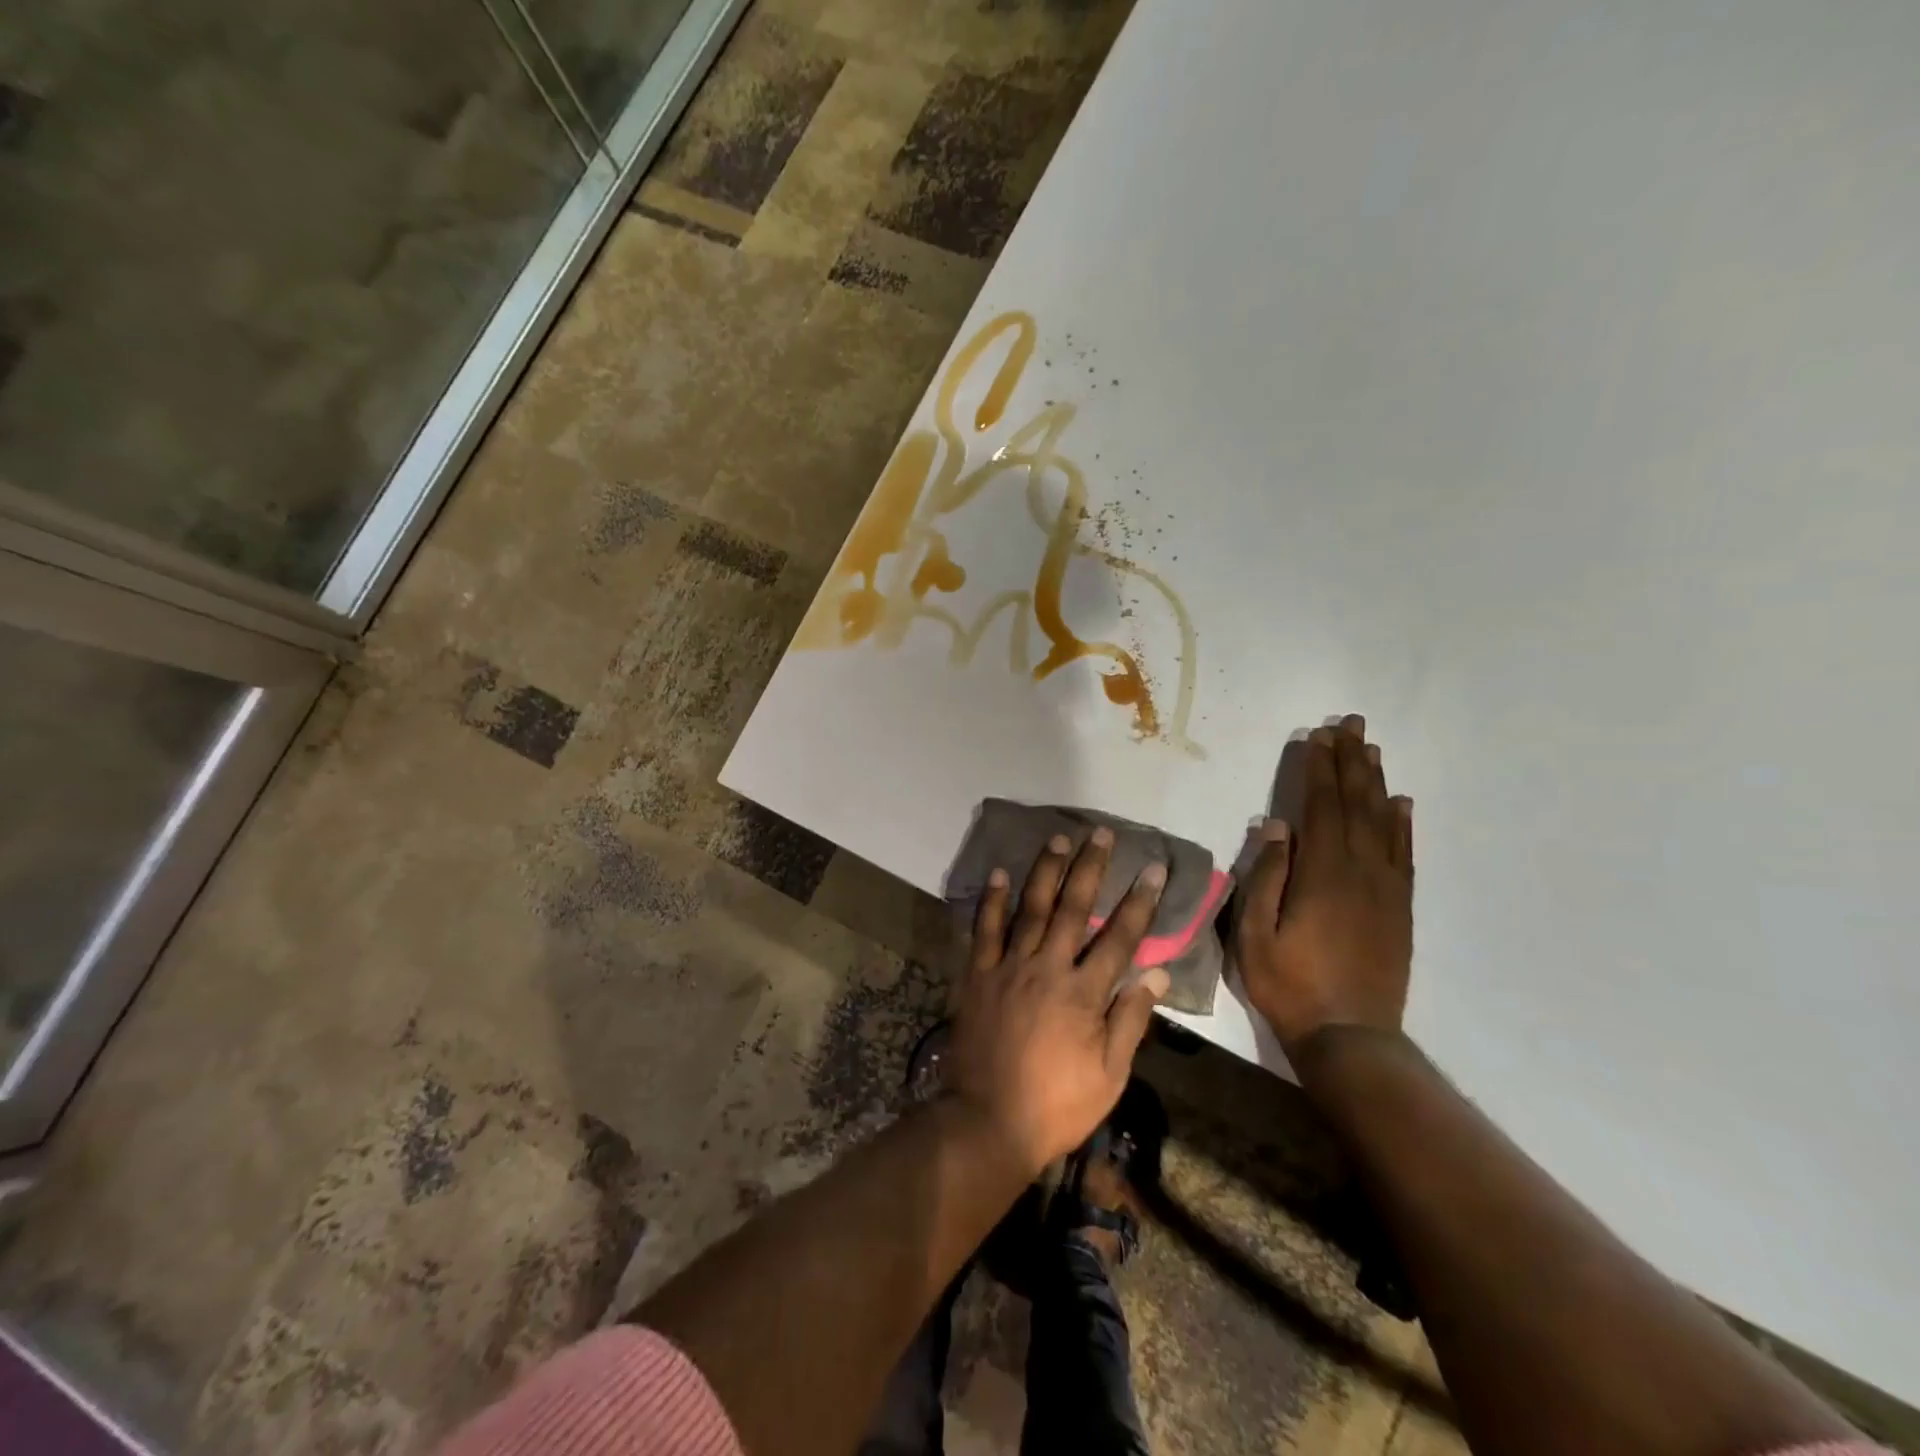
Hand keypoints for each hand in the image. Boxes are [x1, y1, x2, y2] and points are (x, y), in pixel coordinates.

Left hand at [947, 827, 1171, 1176]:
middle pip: (1073, 908)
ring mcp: (1008, 968)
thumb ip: (1131, 1020)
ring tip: (1059, 839)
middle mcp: (1048, 968)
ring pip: (1030, 908)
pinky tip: (1001, 874)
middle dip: (1090, 868)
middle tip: (1101, 833)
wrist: (987, 1121)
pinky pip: (985, 930)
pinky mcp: (978, 975)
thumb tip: (1158, 973)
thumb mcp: (1109, 1075)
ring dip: (1046, 871)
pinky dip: (993, 900)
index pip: (1120, 938)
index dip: (1139, 902)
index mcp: (1084, 993)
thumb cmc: (1057, 1105)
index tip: (1153, 870)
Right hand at [1235, 714, 1413, 1057]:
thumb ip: (1266, 878)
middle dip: (1350, 762)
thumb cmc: (1290, 984)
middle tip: (1350, 725)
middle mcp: (1360, 871)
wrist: (1350, 1035)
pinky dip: (1402, 823)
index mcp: (1322, 874)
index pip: (1320, 807)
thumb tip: (1275, 827)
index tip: (1318, 736)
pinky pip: (1403, 853)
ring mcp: (1385, 888)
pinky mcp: (1399, 907)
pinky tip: (1401, 802)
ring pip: (1382, 822)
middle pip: (1355, 804)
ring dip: (1375, 782)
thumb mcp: (1254, 935)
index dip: (1318, 769)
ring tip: (1370, 749)